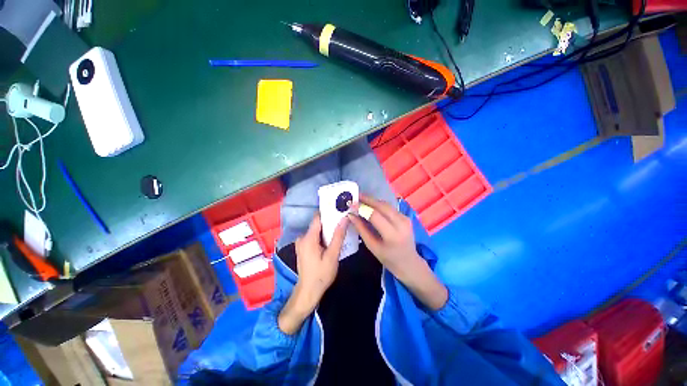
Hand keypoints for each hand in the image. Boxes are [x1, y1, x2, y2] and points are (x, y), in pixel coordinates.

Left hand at [278, 213, 347, 334]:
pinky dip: (323, 236)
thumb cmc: (321, 274)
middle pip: (318, 224)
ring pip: (316, 230)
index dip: (329, 212)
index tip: (340, 210)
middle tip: (344, 221)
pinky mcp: (303, 248)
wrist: (308, 292)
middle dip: (330, 222)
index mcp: (308, 238)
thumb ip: (338, 236)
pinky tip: (332, 240)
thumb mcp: (332, 255)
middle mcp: (302, 237)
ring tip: (340, 230)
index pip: (318, 217)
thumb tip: (344, 219)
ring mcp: (301, 243)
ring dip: (327, 230)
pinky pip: (314, 237)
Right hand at [348, 195, 447, 309]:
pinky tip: (371, 206)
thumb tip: (351, 215)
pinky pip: (390, 208)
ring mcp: (405, 218)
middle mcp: (401, 223)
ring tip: (361, 200)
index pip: (375, 215)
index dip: (363, 208)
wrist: (410, 263)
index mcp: (392, 235)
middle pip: (382, 206)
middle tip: (356, 197)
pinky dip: (379, 205)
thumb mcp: (372, 246)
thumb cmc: (389, 259)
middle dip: (368, 200)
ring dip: (373, 201)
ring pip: (386, 205)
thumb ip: (361, 229)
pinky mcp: (406, 216)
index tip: (352, 204)